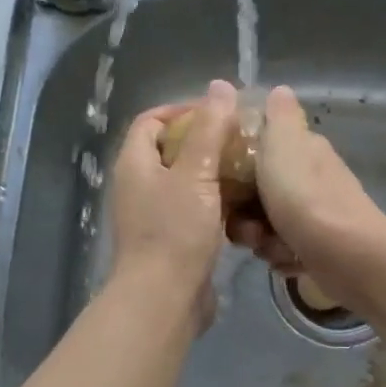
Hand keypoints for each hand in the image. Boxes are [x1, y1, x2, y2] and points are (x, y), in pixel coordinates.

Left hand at [110, 81, 239, 296]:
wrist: (164, 299)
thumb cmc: (175, 231)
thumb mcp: (196, 174)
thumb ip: (210, 129)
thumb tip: (221, 87)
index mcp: (135, 163)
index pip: (152, 120)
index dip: (183, 110)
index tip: (219, 112)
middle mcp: (139, 185)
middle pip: (171, 150)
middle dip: (206, 142)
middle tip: (242, 140)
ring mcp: (154, 214)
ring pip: (186, 182)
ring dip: (215, 174)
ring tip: (250, 170)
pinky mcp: (172, 239)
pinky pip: (195, 210)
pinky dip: (217, 203)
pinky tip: (245, 207)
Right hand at [226, 85, 384, 300]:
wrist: (346, 255)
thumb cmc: (304, 197)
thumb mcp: (284, 145)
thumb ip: (278, 117)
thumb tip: (280, 89)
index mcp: (304, 150)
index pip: (259, 150)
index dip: (236, 166)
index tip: (222, 181)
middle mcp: (312, 178)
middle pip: (259, 192)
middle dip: (246, 212)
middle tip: (245, 225)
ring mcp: (317, 214)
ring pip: (268, 224)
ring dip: (262, 239)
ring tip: (268, 245)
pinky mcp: (319, 247)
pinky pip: (284, 249)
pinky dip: (282, 257)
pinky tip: (287, 261)